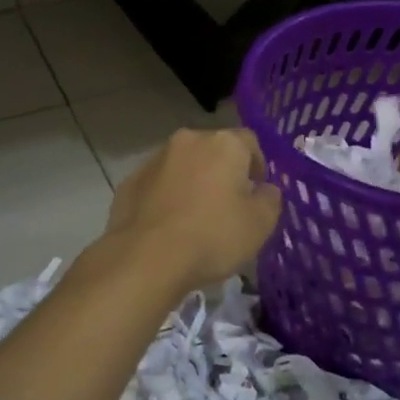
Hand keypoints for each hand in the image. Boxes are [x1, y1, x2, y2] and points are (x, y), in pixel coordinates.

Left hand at [106, 128, 281, 293]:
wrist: (146, 258)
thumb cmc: (213, 236)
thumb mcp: (260, 224)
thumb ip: (270, 199)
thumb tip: (264, 189)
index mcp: (223, 144)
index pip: (249, 142)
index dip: (257, 165)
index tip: (256, 192)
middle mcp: (188, 141)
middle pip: (213, 150)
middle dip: (222, 172)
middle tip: (228, 205)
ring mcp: (154, 159)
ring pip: (183, 165)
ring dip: (192, 182)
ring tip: (195, 218)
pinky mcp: (129, 182)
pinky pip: (157, 184)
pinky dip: (166, 197)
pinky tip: (168, 226)